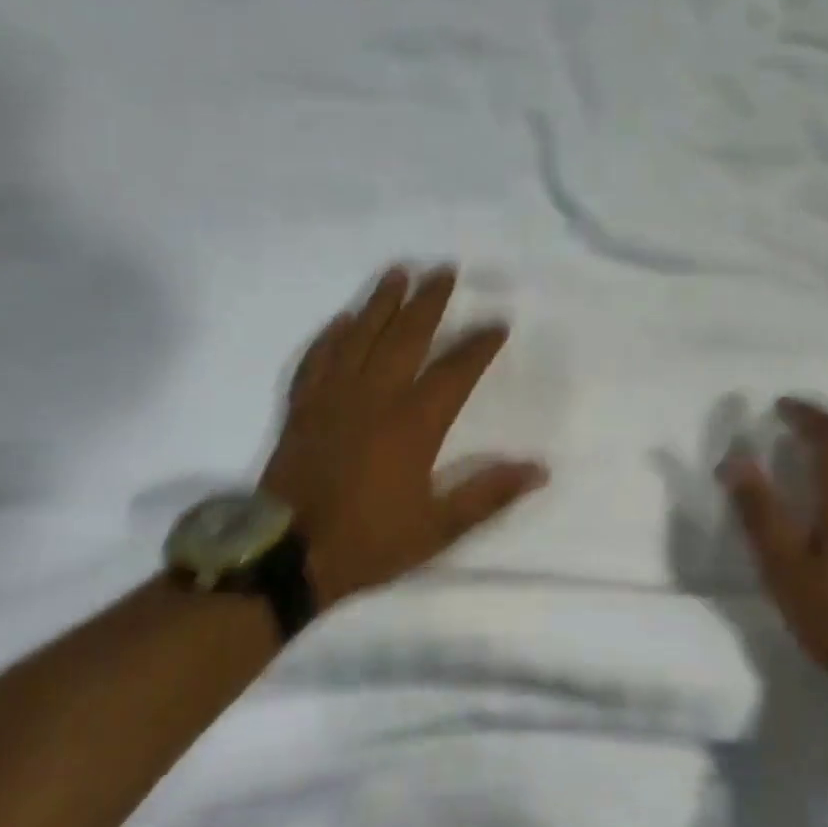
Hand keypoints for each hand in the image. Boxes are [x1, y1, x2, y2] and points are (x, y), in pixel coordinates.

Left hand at [260, 264, 548, 608]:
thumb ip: (488, 495)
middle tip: (444, 270)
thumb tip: (539, 469)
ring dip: (380, 303)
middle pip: (405, 337)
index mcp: (413, 425)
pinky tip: (341, 321)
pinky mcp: (302, 409)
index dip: (478, 345)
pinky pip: (317, 361)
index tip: (498, 323)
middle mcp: (374, 398)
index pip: (454, 371)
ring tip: (397, 273)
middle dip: (428, 302)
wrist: (288, 556)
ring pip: (359, 338)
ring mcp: (332, 399)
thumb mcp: (438, 529)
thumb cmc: (369, 542)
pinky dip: (330, 337)